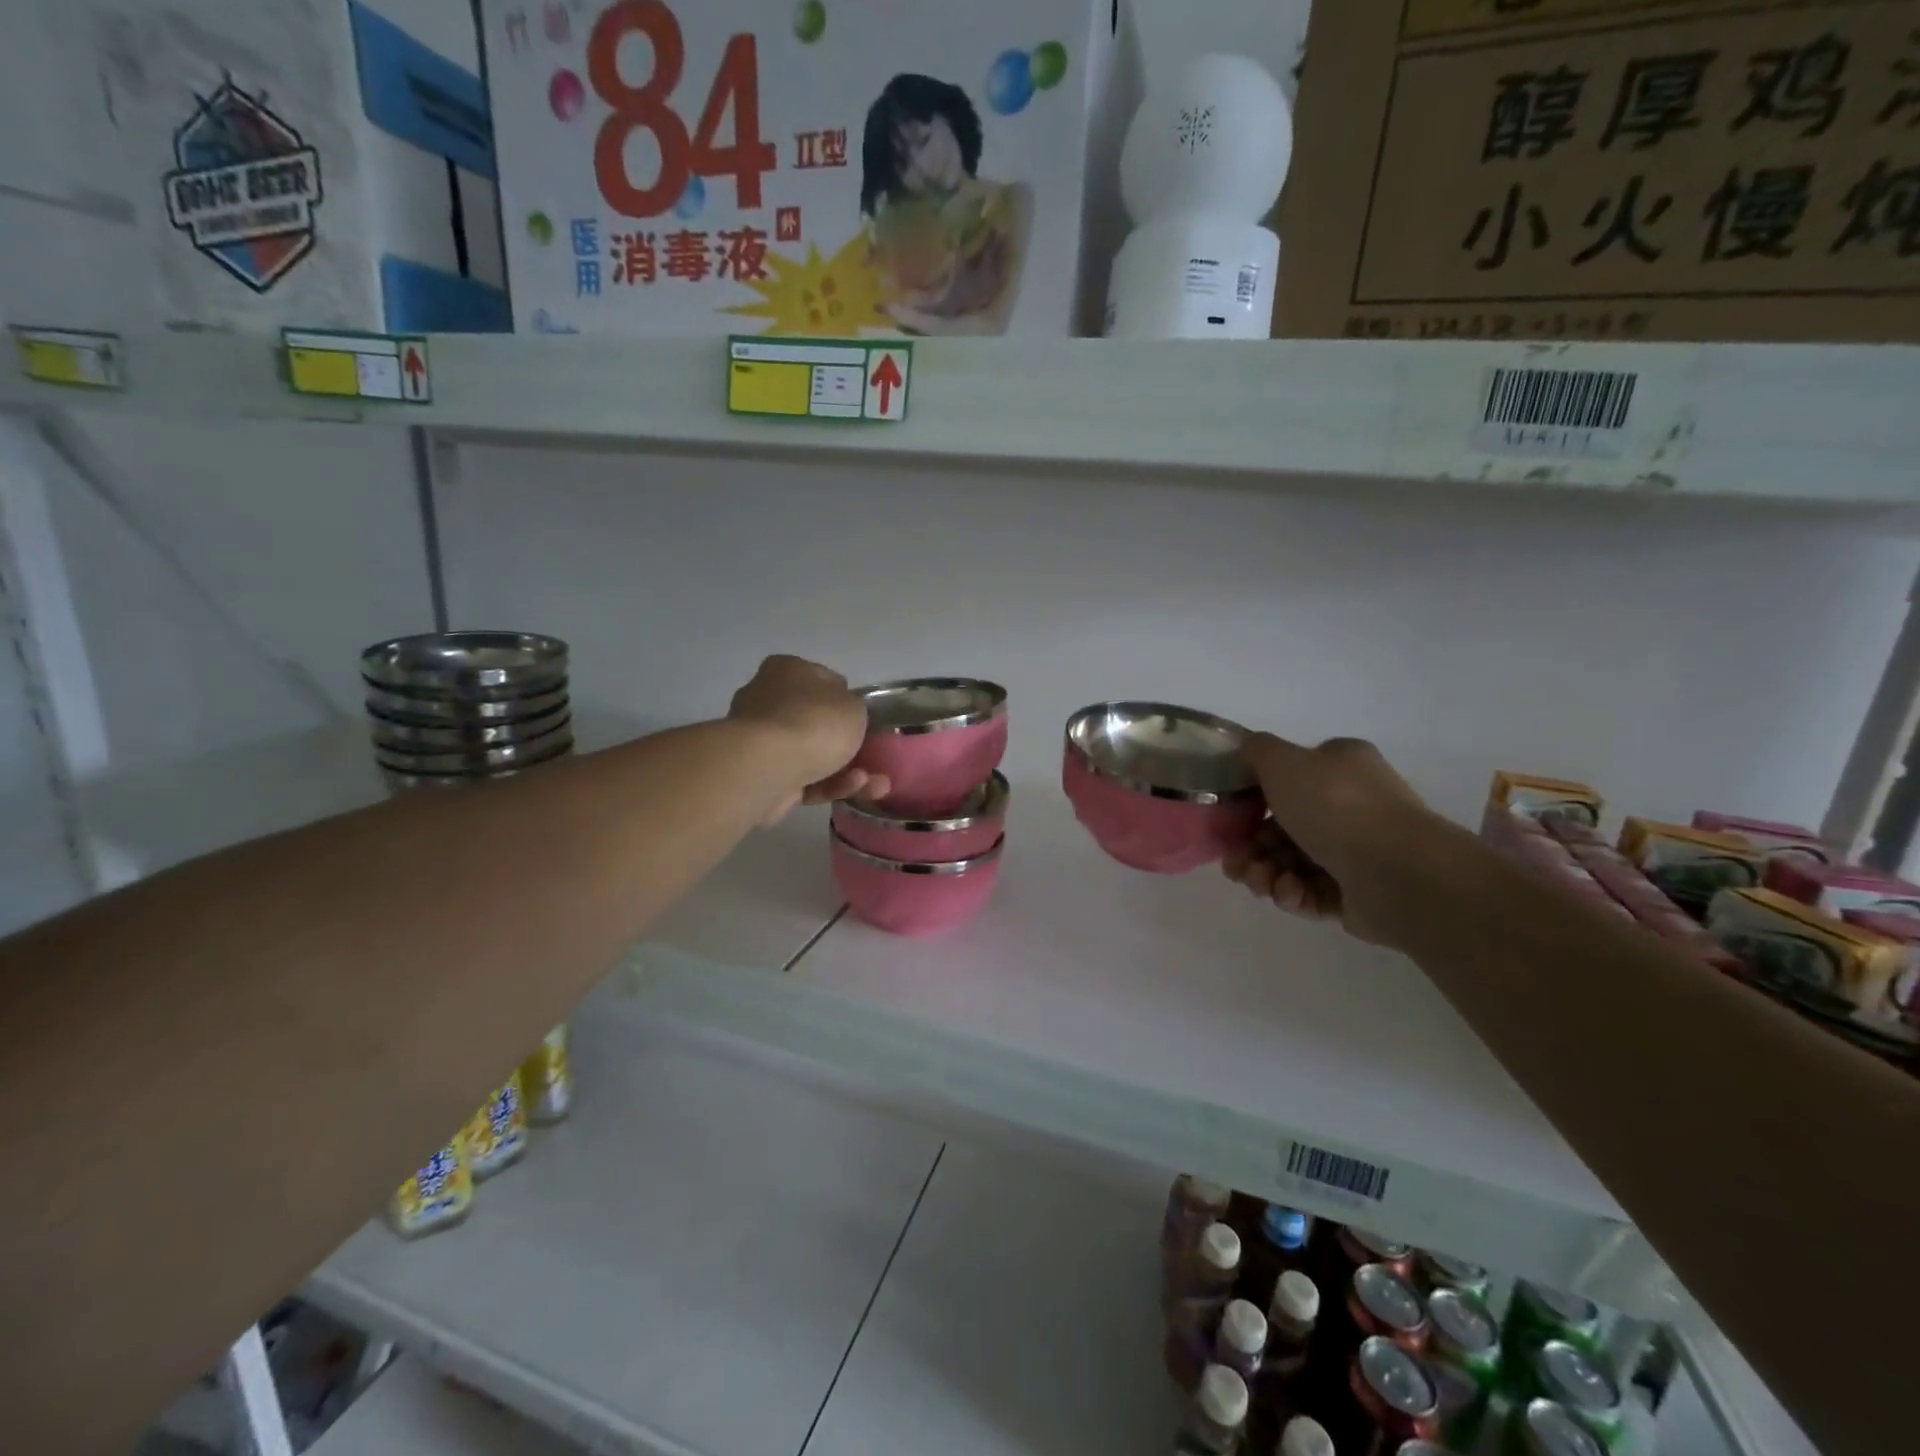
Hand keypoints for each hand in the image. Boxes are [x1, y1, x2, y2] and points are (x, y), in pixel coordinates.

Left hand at [727, 655, 887, 822]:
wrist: (767, 767)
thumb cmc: (813, 722)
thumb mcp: (853, 706)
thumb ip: (853, 707)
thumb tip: (842, 714)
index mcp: (787, 670)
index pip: (823, 681)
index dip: (847, 700)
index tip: (865, 721)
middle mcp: (768, 699)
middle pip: (815, 721)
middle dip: (848, 744)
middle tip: (875, 759)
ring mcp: (762, 740)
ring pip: (812, 755)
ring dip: (847, 771)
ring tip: (877, 786)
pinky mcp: (761, 776)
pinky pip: (803, 778)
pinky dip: (829, 785)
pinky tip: (853, 791)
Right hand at [1222, 734, 1430, 946]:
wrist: (1397, 871)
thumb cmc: (1335, 806)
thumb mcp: (1283, 761)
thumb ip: (1257, 751)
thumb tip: (1246, 752)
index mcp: (1340, 767)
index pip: (1289, 779)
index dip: (1253, 800)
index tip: (1231, 819)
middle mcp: (1351, 805)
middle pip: (1282, 827)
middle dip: (1251, 847)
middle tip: (1235, 863)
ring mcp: (1357, 851)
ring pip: (1291, 862)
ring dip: (1265, 872)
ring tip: (1260, 882)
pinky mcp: (1357, 894)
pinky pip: (1311, 892)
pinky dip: (1292, 893)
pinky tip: (1288, 893)